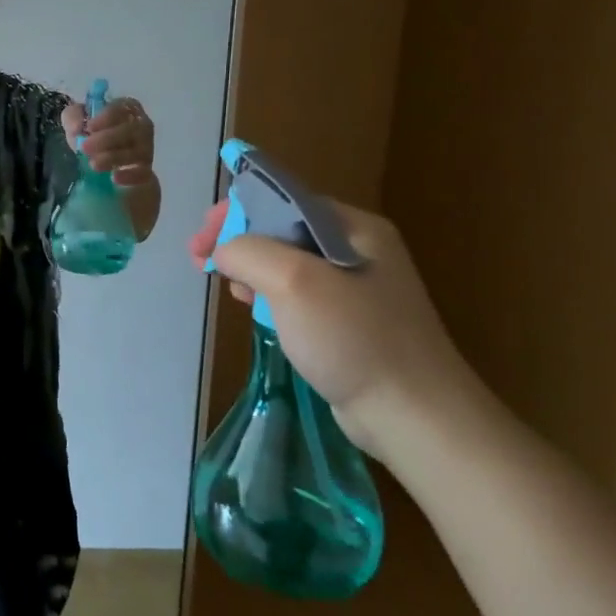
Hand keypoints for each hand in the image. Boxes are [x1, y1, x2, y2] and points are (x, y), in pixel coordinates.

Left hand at [63, 97, 155, 186]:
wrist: (101, 170)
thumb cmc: (91, 138)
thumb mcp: (76, 122)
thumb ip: (73, 117)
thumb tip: (77, 128)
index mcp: (127, 110)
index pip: (125, 106)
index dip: (108, 115)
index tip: (90, 127)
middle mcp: (142, 128)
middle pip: (134, 129)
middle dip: (108, 138)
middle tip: (85, 147)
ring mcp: (146, 151)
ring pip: (139, 151)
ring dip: (115, 157)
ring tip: (93, 164)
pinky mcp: (145, 173)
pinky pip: (145, 173)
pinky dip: (131, 175)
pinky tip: (115, 178)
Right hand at [208, 203, 485, 460]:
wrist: (413, 416)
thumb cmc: (353, 338)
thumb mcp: (293, 281)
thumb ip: (248, 251)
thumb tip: (223, 252)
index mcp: (354, 228)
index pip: (283, 200)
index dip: (236, 212)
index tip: (202, 239)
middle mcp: (358, 250)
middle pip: (282, 229)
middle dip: (237, 240)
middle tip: (201, 262)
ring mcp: (357, 288)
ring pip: (286, 263)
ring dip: (249, 268)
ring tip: (225, 286)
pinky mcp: (350, 322)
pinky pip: (298, 294)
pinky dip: (268, 295)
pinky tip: (253, 310)